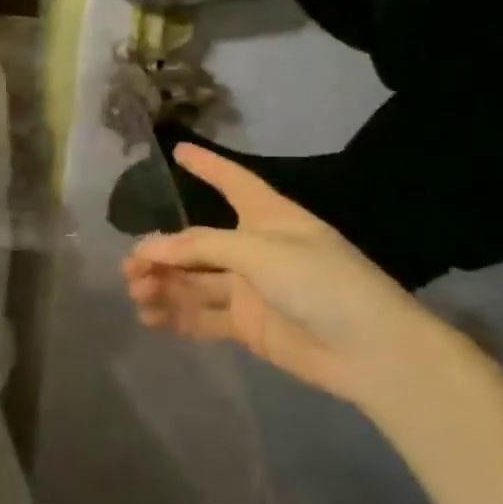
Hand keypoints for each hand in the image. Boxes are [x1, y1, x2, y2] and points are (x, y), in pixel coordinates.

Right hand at [121, 144, 464, 407]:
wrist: (372, 352)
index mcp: (269, 218)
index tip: (178, 150)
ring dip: (164, 286)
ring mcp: (251, 289)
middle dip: (162, 252)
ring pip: (194, 282)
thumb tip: (148, 249)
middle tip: (131, 267)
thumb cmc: (322, 283)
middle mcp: (255, 249)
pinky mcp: (248, 325)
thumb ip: (201, 248)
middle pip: (197, 244)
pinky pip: (203, 316)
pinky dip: (177, 317)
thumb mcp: (260, 252)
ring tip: (138, 295)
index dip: (208, 166)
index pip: (233, 182)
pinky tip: (152, 320)